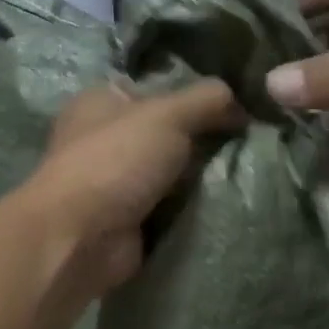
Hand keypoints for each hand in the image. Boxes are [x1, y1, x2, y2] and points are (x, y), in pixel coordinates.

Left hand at [24, 78, 242, 295]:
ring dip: (201, 177)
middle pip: (168, 132)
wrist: (81, 239)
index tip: (235, 108)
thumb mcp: (167, 115)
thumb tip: (241, 104)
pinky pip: (171, 207)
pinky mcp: (128, 220)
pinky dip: (192, 208)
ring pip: (172, 172)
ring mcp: (115, 182)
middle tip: (247, 143)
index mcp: (102, 101)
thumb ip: (207, 100)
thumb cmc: (115, 162)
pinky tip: (225, 202)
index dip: (194, 96)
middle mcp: (105, 138)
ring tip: (244, 172)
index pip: (156, 89)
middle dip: (203, 139)